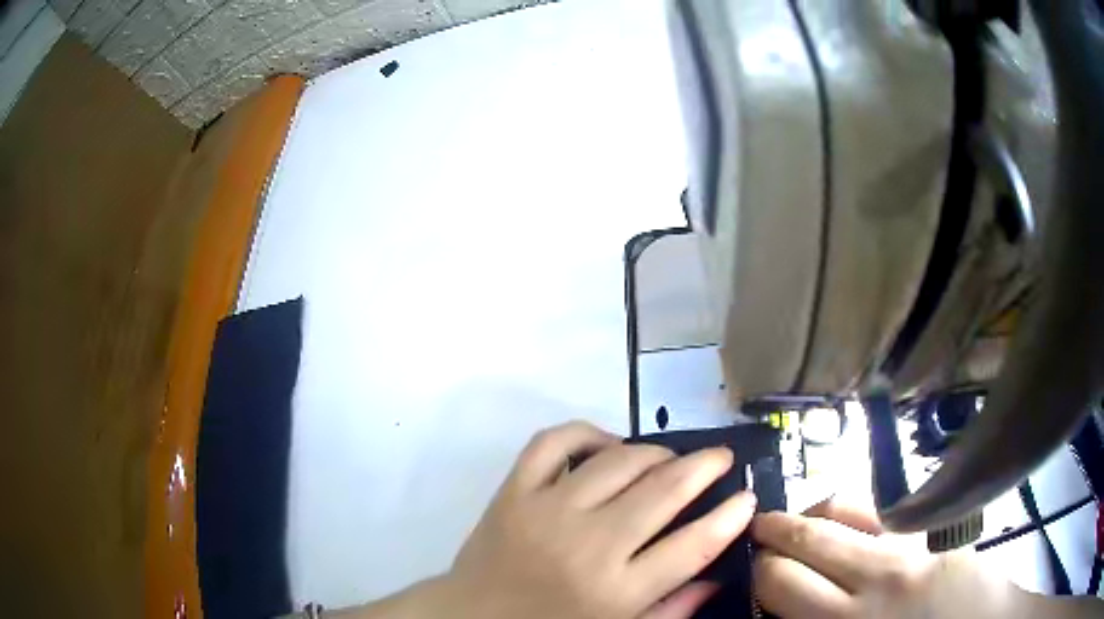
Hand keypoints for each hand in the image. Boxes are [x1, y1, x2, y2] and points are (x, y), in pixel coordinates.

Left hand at [445, 421, 757, 618]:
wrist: (472, 617)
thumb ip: (672, 610)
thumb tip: (717, 576)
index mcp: (617, 591)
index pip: (693, 546)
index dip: (730, 517)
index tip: (747, 498)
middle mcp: (588, 545)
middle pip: (663, 491)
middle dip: (706, 466)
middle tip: (721, 458)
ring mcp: (547, 511)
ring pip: (618, 461)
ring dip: (654, 453)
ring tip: (668, 460)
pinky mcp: (514, 491)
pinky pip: (553, 443)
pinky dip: (587, 434)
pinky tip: (606, 446)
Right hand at [751, 499, 1030, 618]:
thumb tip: (781, 610)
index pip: (780, 584)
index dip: (758, 574)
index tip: (751, 573)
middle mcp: (871, 582)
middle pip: (802, 543)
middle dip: (770, 537)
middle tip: (758, 538)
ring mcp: (906, 549)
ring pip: (839, 511)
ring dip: (806, 514)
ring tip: (795, 522)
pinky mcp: (931, 531)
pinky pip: (878, 508)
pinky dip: (848, 507)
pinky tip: (842, 517)